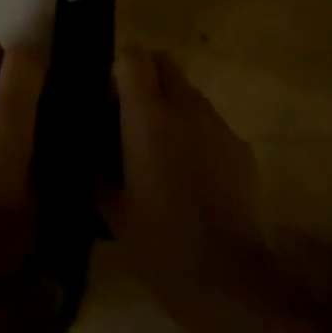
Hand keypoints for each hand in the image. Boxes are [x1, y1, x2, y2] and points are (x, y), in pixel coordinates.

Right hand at [100, 48, 271, 312]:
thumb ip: (97, 170)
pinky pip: (212, 125)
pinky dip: (199, 136)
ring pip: (190, 94)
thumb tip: (90, 155)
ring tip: (163, 150)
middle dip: (148, 79)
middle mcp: (184, 106)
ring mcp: (217, 124)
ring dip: (173, 107)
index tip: (110, 98)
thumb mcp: (112, 208)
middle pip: (165, 63)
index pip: (133, 56)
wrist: (224, 276)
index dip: (119, 69)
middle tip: (133, 117)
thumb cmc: (158, 240)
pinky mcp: (241, 147)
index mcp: (147, 114)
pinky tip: (194, 176)